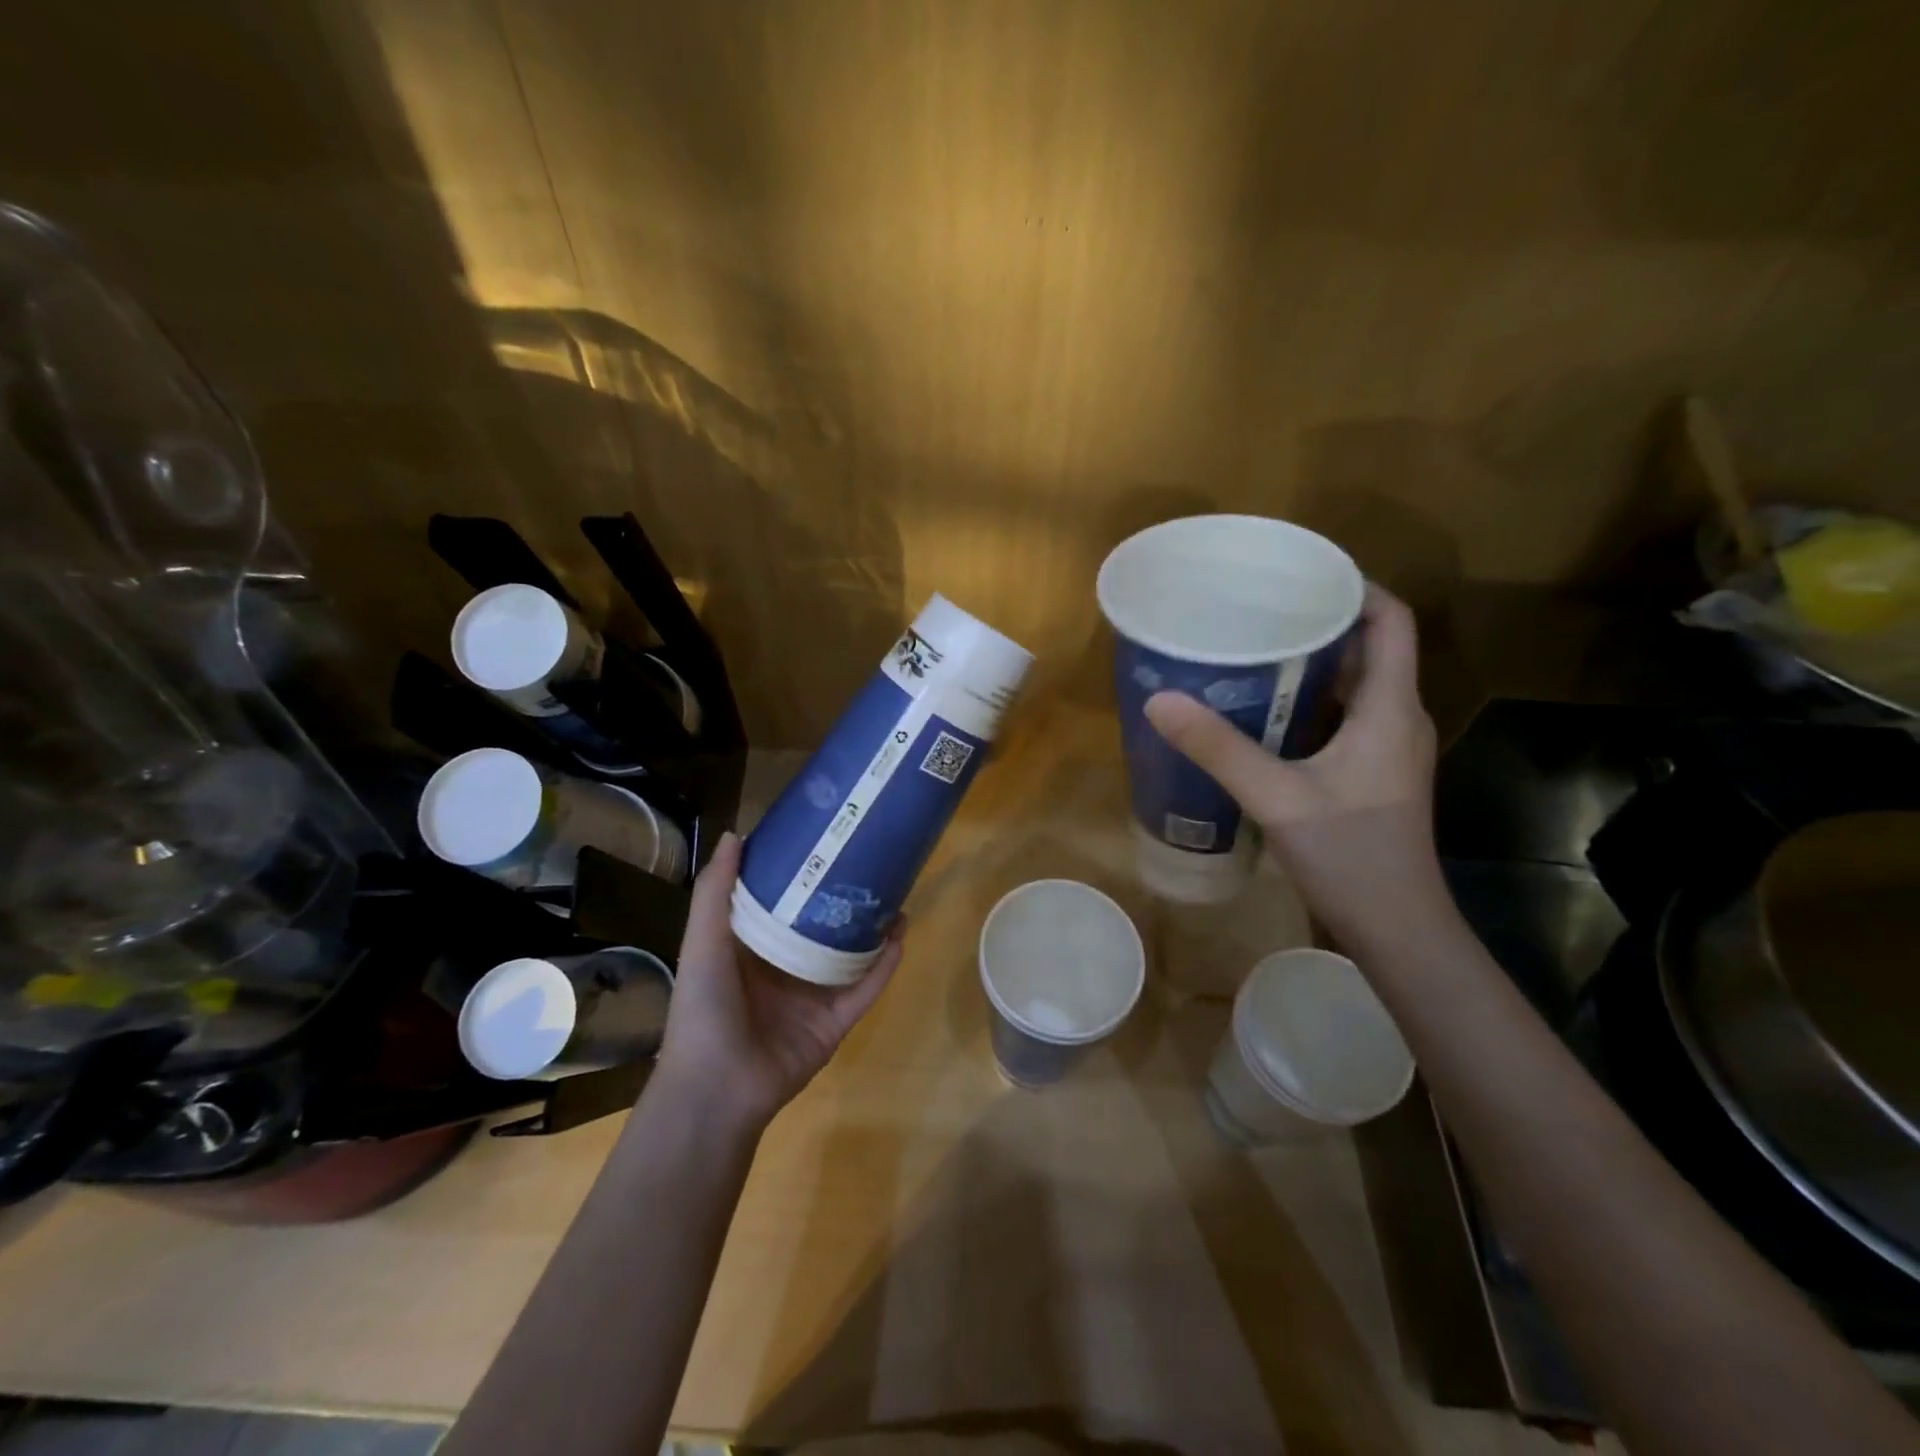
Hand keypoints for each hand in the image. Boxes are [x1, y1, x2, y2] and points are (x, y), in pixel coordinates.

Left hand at [655, 832, 903, 1131]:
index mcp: (754, 949)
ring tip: (897, 897)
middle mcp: (786, 969)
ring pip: (852, 956)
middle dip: (847, 900)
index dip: (804, 875)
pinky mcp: (835, 1024)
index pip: (784, 903)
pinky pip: (865, 990)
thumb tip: (735, 834)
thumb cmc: (704, 1006)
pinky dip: (883, 967)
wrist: (716, 1088)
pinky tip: (901, 938)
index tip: (826, 843)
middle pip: (824, 927)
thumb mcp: (703, 941)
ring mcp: (813, 998)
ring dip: (875, 930)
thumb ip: (716, 892)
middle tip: (873, 866)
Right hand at [1143, 584, 1446, 948]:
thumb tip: (1160, 701)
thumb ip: (1217, 747)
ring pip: (1355, 685)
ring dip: (1312, 663)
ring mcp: (1387, 749)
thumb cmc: (1350, 853)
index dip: (1355, 587)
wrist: (1397, 927)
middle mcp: (1396, 718)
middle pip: (1370, 647)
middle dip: (1319, 622)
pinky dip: (1310, 702)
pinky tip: (1263, 713)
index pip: (1390, 621)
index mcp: (1389, 708)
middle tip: (1259, 610)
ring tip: (1254, 650)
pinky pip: (1344, 717)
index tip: (1301, 574)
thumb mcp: (1275, 796)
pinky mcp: (1373, 774)